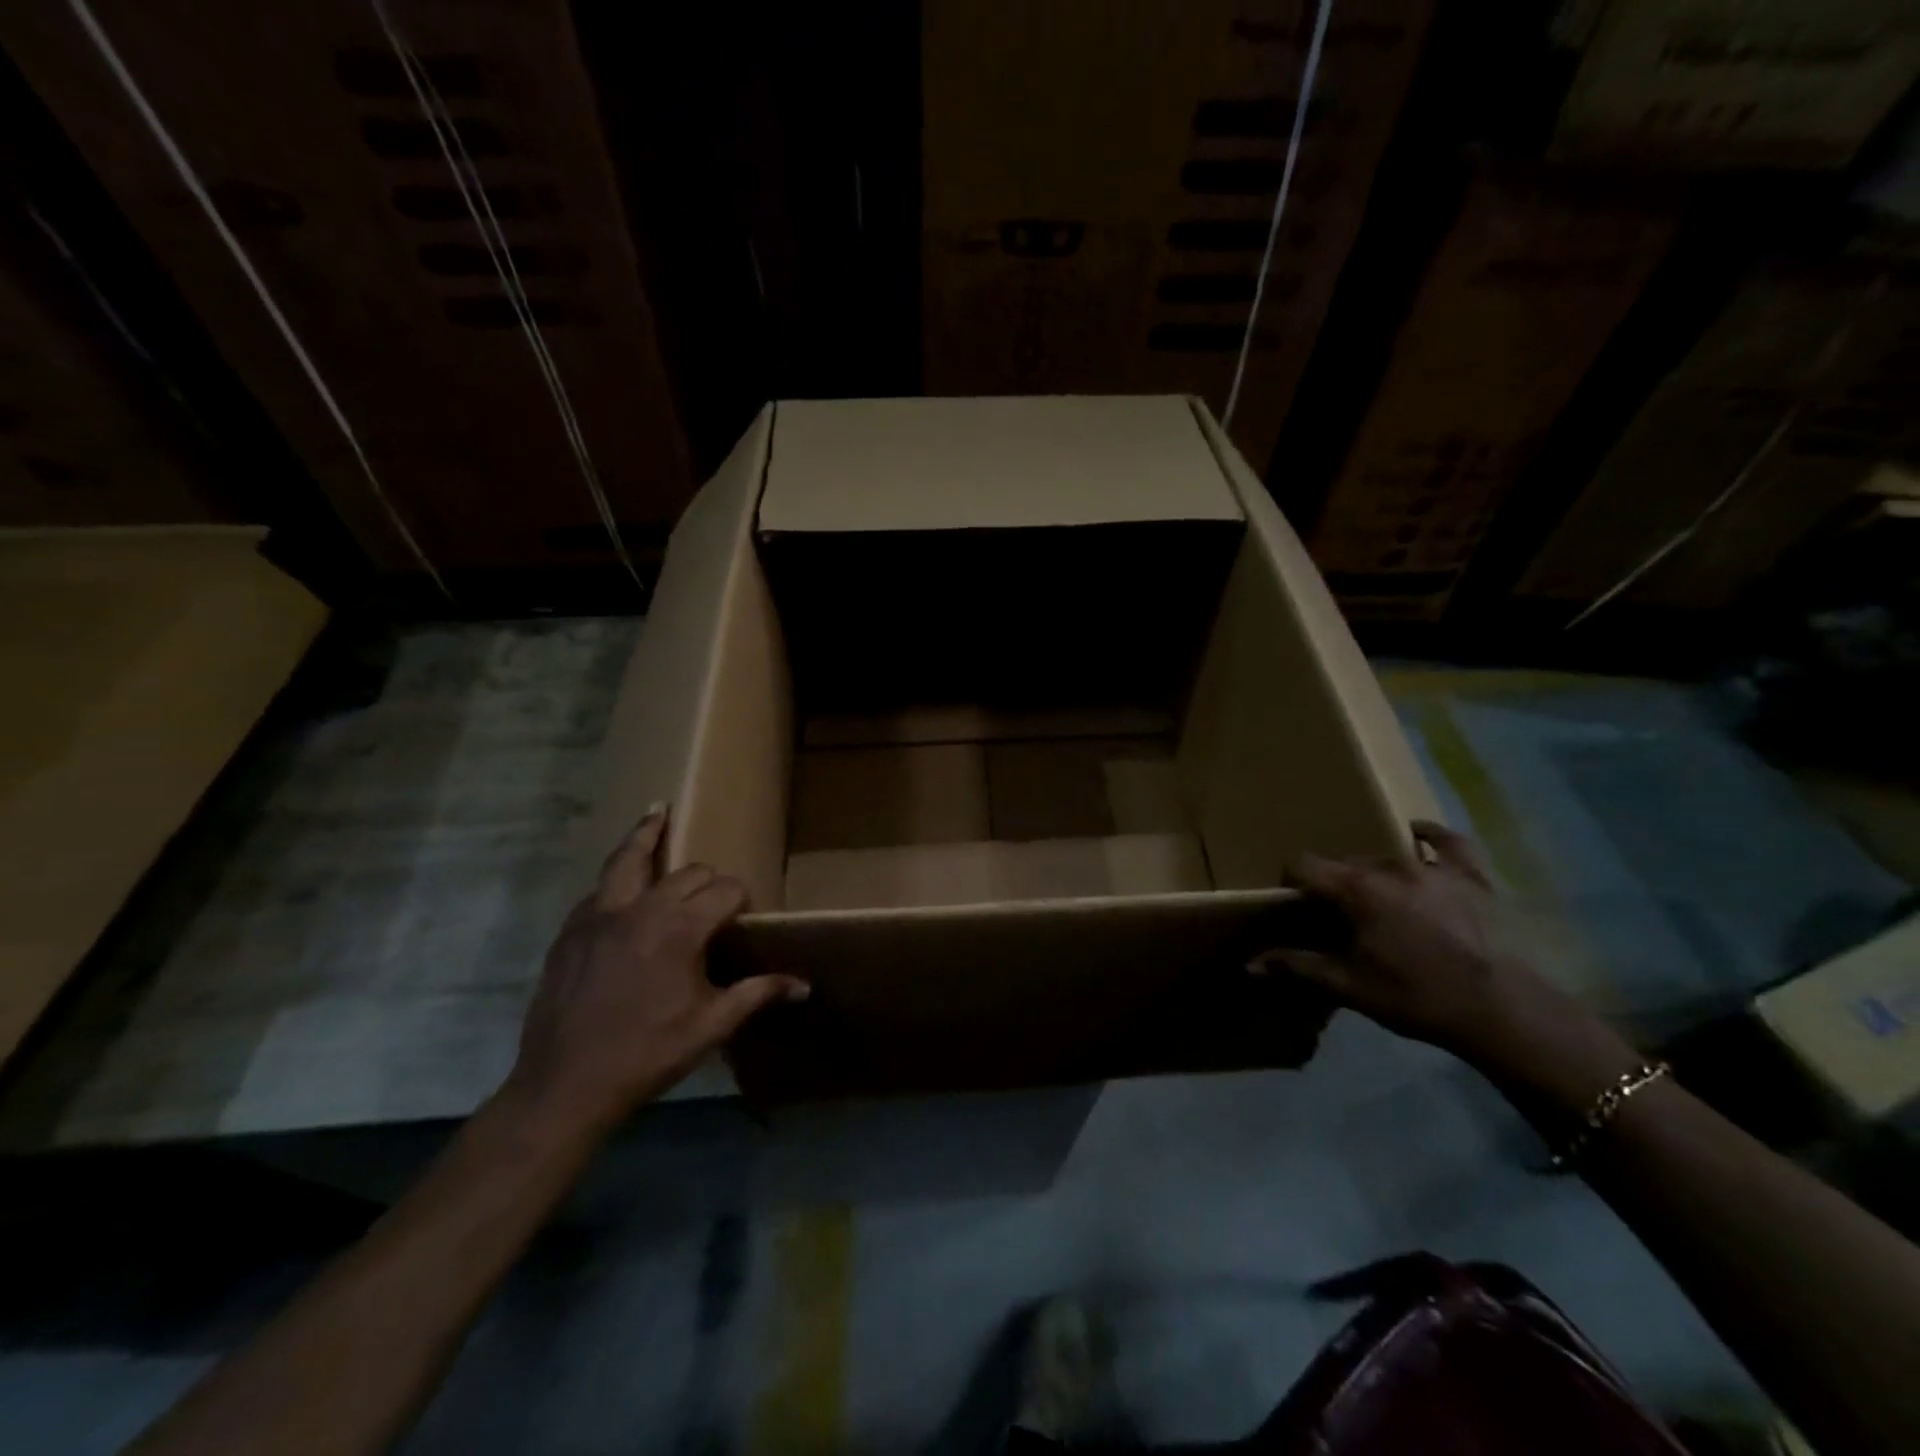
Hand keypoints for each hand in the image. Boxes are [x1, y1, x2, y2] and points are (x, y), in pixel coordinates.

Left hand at [506, 807, 807, 1132]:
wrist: (565, 1084)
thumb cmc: (647, 1053)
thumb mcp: (711, 1026)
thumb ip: (757, 994)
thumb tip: (804, 986)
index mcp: (681, 928)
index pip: (724, 890)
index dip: (740, 899)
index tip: (744, 918)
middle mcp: (641, 909)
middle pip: (687, 873)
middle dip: (707, 879)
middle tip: (714, 900)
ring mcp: (599, 916)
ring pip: (627, 860)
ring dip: (646, 836)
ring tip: (656, 812)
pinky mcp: (571, 931)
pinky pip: (598, 889)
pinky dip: (615, 878)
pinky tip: (622, 885)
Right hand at [1271, 821, 1635, 1099]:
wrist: (1502, 1010)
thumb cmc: (1417, 996)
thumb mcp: (1349, 986)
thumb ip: (1297, 967)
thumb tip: (1250, 964)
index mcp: (1356, 888)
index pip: (1304, 864)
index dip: (1291, 880)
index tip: (1294, 904)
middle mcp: (1390, 865)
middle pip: (1345, 862)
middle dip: (1335, 884)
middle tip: (1340, 917)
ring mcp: (1435, 867)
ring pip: (1387, 855)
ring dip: (1374, 872)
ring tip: (1378, 899)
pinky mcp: (1473, 876)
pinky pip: (1448, 842)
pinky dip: (1430, 837)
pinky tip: (1419, 835)